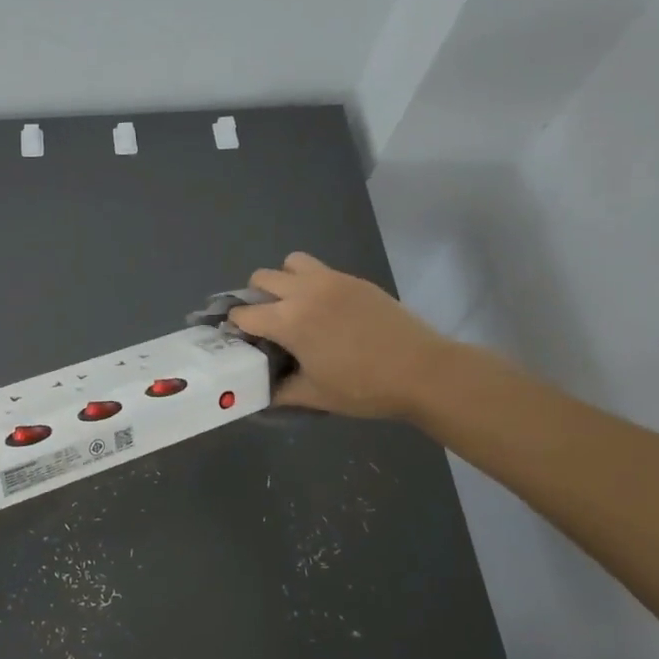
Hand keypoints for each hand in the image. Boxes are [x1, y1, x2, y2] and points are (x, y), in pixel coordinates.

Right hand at [228, 252, 453, 418]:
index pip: (243, 313)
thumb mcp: (315, 395)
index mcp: (288, 321)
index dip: (236, 327)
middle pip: (261, 278)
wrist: (423, 371)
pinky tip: (325, 310)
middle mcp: (304, 292)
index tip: (242, 341)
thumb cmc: (364, 388)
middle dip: (255, 299)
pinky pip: (319, 269)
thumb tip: (260, 391)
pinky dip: (310, 283)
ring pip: (290, 263)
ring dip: (283, 281)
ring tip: (295, 307)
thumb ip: (280, 391)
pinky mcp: (354, 280)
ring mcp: (331, 280)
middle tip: (267, 324)